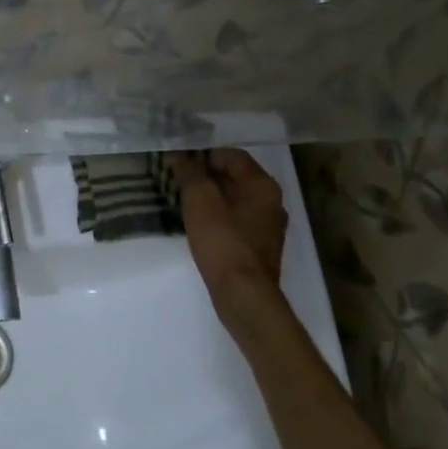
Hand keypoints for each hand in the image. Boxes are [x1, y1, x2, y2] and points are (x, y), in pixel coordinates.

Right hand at [169, 149, 291, 339]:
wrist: (243, 296)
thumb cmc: (223, 242)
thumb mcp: (200, 201)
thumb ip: (190, 172)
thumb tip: (179, 152)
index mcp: (262, 185)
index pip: (231, 155)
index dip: (202, 153)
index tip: (178, 159)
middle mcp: (271, 201)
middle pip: (234, 176)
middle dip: (205, 174)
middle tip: (176, 177)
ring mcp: (267, 226)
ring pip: (234, 199)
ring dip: (210, 196)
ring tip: (182, 199)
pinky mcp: (258, 247)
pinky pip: (235, 220)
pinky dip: (217, 216)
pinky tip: (197, 224)